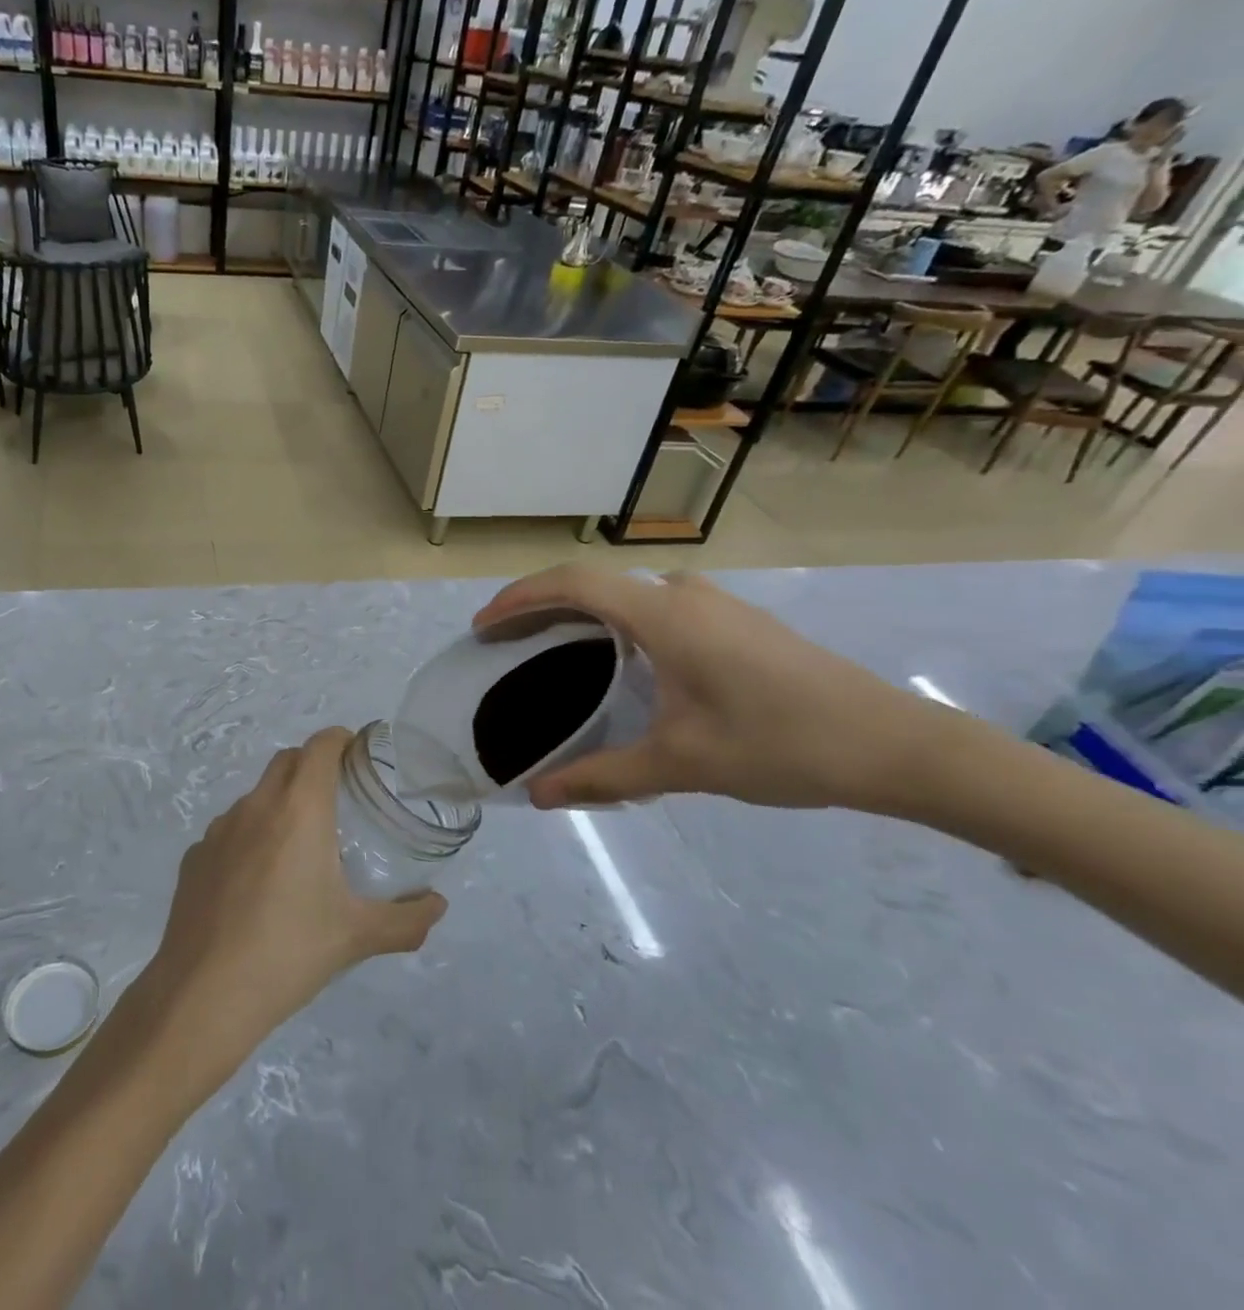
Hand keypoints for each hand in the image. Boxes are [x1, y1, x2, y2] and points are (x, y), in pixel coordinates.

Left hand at [138, 729, 446, 1077]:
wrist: (204, 995)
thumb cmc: (289, 952)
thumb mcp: (357, 937)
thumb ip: (406, 919)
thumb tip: (437, 905)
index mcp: (299, 809)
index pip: (321, 746)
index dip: (342, 740)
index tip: (360, 758)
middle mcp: (256, 805)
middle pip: (287, 761)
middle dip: (313, 766)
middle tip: (339, 801)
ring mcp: (218, 830)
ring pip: (256, 797)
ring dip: (280, 803)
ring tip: (299, 850)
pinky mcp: (195, 857)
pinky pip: (229, 832)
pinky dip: (249, 839)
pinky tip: (257, 886)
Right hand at [475, 566, 951, 812]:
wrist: (895, 745)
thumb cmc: (782, 745)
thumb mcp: (683, 764)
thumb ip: (603, 777)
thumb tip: (538, 796)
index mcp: (664, 615)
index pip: (572, 584)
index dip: (519, 598)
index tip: (483, 626)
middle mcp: (683, 592)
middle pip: (592, 582)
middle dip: (539, 605)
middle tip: (504, 640)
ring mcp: (713, 602)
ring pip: (625, 592)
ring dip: (579, 611)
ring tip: (549, 648)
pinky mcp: (733, 619)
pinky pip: (653, 604)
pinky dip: (614, 620)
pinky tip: (616, 661)